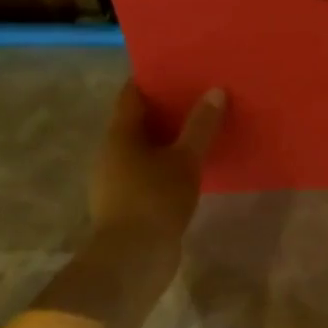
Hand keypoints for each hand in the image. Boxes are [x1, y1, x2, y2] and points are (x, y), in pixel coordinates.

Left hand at [64, 80, 224, 308]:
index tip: (178, 67)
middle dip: (165, 106)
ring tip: (200, 126)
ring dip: (167, 136)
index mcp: (120, 134)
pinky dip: (166, 160)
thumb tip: (216, 90)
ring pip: (143, 146)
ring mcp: (115, 179)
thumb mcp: (185, 159)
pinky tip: (191, 163)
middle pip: (138, 119)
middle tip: (198, 93)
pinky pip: (147, 169)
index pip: (132, 93)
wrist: (131, 260)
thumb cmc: (155, 200)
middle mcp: (111, 152)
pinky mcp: (125, 202)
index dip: (152, 77)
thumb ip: (201, 125)